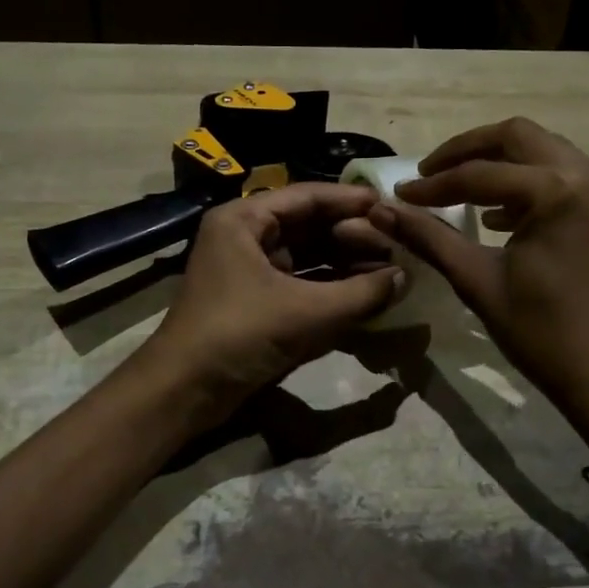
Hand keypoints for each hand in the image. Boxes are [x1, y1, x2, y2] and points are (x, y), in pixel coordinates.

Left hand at [141, 183, 404, 426]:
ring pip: (306, 255)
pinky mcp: (255, 300)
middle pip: (309, 225)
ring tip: (389, 270)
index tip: (391, 207)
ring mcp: (248, 269)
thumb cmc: (239, 334)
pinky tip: (363, 294)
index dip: (351, 201)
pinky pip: (299, 282)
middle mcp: (245, 236)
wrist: (183, 390)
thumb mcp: (306, 312)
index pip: (308, 197)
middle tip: (397, 245)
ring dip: (345, 263)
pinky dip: (329, 287)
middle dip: (353, 236)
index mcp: (245, 219)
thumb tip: (405, 278)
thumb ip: (361, 293)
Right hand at [367, 118, 588, 462]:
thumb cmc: (543, 333)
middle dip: (468, 151)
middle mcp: (588, 174)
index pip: (479, 173)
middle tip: (430, 174)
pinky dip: (528, 183)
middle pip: (517, 137)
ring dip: (500, 164)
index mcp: (557, 190)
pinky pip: (563, 175)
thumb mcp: (478, 281)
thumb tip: (379, 211)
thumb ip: (429, 237)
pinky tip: (499, 216)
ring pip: (542, 151)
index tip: (401, 195)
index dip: (434, 184)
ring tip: (460, 192)